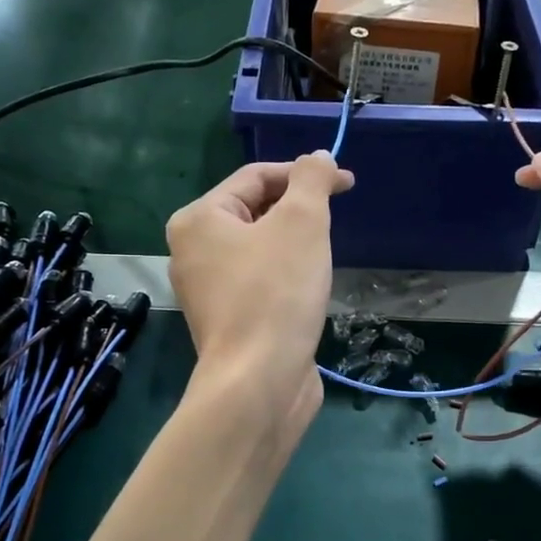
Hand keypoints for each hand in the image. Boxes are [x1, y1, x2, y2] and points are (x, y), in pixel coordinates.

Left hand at [166, 153, 353, 436]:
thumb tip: (319, 157)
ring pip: (260, 249)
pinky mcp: (227, 321)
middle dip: (298, 211)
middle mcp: (193, 251)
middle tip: (334, 223)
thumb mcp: (302, 223)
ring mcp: (207, 291)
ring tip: (322, 258)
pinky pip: (260, 282)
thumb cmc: (277, 293)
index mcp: (198, 220)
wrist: (259, 382)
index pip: (255, 176)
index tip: (347, 184)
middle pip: (255, 211)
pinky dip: (286, 277)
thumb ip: (312, 180)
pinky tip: (307, 291)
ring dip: (295, 245)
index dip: (304, 173)